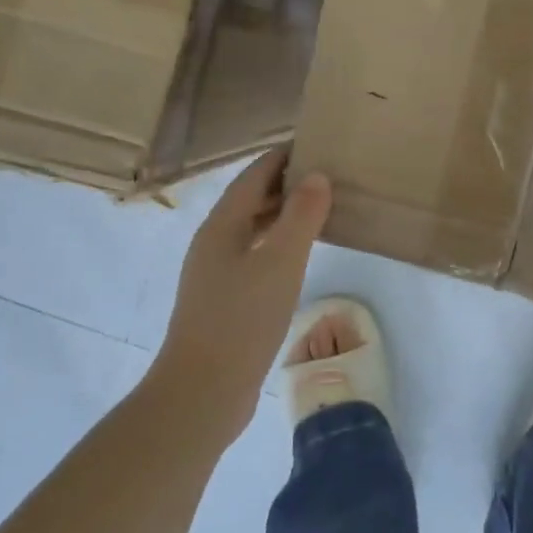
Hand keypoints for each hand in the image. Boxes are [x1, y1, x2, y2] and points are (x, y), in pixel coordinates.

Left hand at [157, 149, 331, 443]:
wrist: (202, 392)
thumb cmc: (241, 321)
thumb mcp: (280, 263)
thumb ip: (301, 217)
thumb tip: (317, 175)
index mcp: (222, 225)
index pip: (255, 175)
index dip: (284, 156)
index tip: (317, 141)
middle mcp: (214, 242)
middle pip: (252, 199)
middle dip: (287, 182)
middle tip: (330, 172)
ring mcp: (216, 272)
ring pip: (254, 228)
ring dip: (284, 213)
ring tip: (323, 206)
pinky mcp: (224, 299)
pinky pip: (256, 255)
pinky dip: (280, 243)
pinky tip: (302, 255)